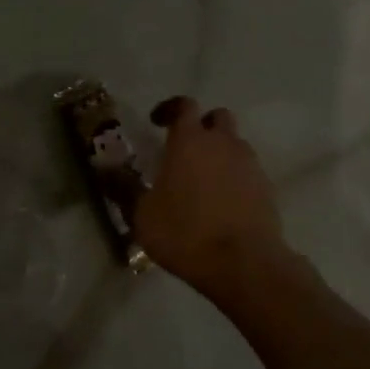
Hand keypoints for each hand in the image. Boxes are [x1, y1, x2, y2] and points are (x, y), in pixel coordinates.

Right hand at [132, 97, 288, 296]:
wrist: (243, 263)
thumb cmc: (185, 232)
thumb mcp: (142, 214)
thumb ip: (123, 188)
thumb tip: (103, 170)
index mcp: (190, 141)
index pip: (184, 105)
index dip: (169, 108)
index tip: (156, 122)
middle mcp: (223, 143)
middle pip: (217, 118)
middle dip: (201, 126)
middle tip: (184, 148)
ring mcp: (249, 164)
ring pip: (235, 144)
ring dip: (219, 152)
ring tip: (202, 178)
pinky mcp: (266, 188)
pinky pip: (247, 170)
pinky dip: (234, 176)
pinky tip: (221, 201)